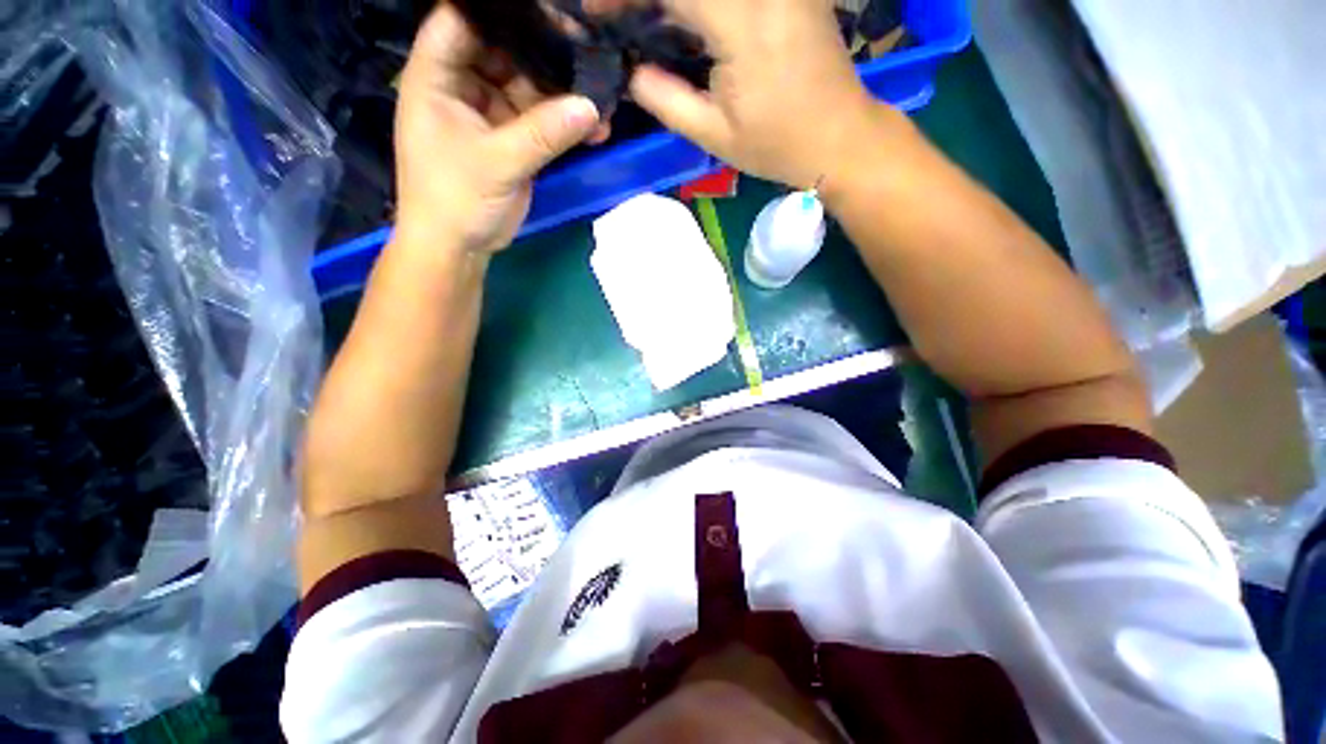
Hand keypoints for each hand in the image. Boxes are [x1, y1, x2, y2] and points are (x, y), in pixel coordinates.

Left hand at [393, 5, 602, 255]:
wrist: (460, 247)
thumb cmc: (455, 199)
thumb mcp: (497, 162)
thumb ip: (543, 133)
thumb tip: (591, 107)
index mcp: (437, 76)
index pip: (463, 19)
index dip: (502, 11)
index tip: (551, 11)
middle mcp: (463, 86)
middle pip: (505, 50)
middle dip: (545, 53)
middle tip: (588, 51)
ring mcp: (490, 113)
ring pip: (530, 88)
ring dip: (563, 95)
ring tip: (601, 96)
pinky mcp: (512, 140)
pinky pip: (542, 122)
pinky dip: (565, 126)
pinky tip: (594, 129)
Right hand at [593, 0, 905, 189]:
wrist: (839, 137)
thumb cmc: (777, 145)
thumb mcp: (714, 135)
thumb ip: (665, 100)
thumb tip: (631, 72)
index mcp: (744, 23)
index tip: (596, 12)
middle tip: (624, 18)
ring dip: (676, 2)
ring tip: (652, 23)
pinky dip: (701, 3)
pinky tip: (689, 22)